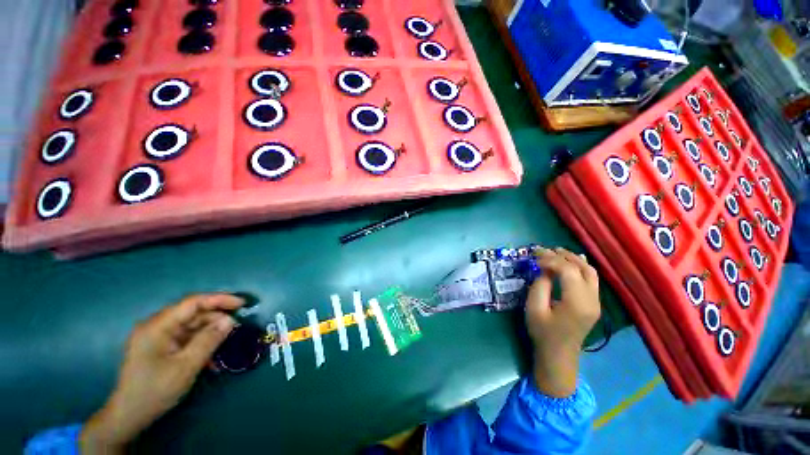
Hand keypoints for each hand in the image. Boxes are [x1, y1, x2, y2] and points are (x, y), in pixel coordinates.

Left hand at [81, 293, 243, 452]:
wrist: (128, 416)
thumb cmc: (155, 390)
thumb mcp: (186, 366)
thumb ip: (209, 340)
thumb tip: (231, 320)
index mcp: (158, 326)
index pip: (193, 303)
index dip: (219, 299)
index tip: (242, 304)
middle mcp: (157, 326)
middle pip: (193, 313)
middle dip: (217, 318)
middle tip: (237, 327)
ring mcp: (158, 336)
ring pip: (192, 326)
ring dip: (211, 333)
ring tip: (228, 343)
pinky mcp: (161, 347)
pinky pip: (186, 338)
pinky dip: (201, 344)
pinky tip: (212, 357)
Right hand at [526, 248, 600, 397]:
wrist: (559, 355)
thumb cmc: (543, 333)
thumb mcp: (534, 308)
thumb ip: (540, 285)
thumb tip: (544, 269)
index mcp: (577, 303)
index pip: (568, 271)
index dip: (551, 260)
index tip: (534, 258)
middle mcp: (592, 300)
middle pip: (583, 268)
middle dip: (563, 256)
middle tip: (544, 250)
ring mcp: (596, 302)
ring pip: (590, 272)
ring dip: (573, 259)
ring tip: (556, 252)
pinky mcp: (594, 304)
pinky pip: (591, 279)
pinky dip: (579, 267)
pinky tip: (569, 263)